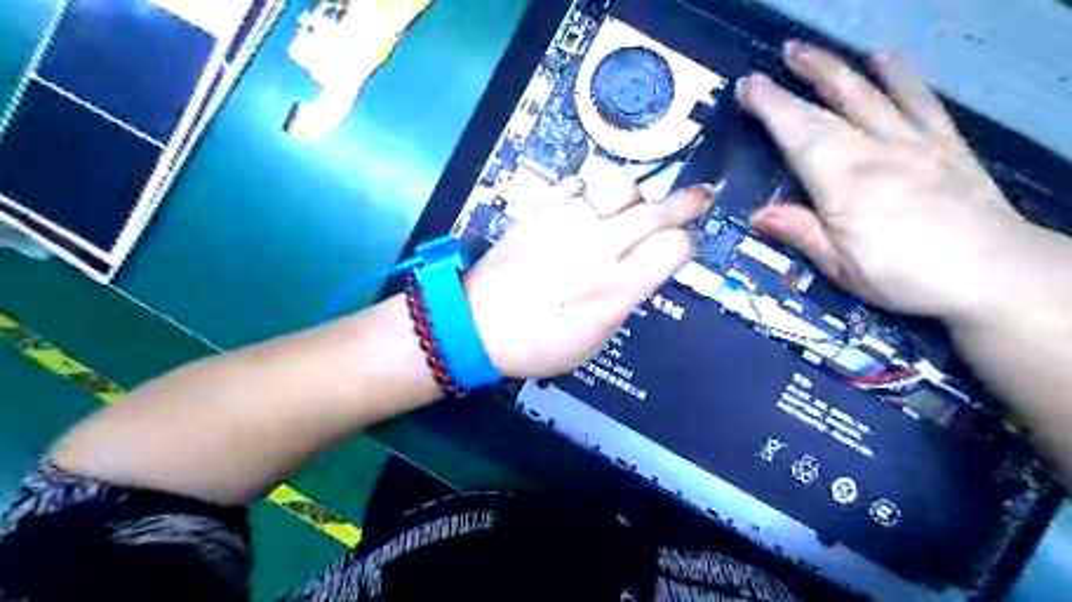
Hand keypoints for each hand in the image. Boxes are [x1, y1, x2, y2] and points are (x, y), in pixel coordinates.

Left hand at [467, 176, 708, 377]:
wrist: (476, 324)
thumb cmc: (539, 344)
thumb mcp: (596, 337)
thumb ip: (626, 296)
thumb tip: (645, 267)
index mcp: (616, 286)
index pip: (674, 246)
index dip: (686, 245)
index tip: (683, 248)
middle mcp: (598, 245)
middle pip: (656, 209)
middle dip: (685, 203)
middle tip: (701, 196)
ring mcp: (567, 220)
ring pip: (620, 187)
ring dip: (635, 198)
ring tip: (632, 209)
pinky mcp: (541, 209)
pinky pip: (579, 184)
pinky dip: (592, 193)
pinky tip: (590, 207)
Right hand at [739, 41, 1029, 325]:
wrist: (994, 273)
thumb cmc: (905, 277)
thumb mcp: (842, 268)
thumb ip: (802, 233)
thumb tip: (757, 215)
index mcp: (844, 184)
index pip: (799, 136)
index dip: (771, 108)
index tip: (748, 86)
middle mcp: (876, 152)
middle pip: (829, 109)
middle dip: (796, 82)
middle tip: (770, 63)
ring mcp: (914, 142)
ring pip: (869, 95)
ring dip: (836, 69)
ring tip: (810, 50)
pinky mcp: (946, 143)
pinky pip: (920, 101)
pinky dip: (901, 77)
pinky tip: (885, 59)